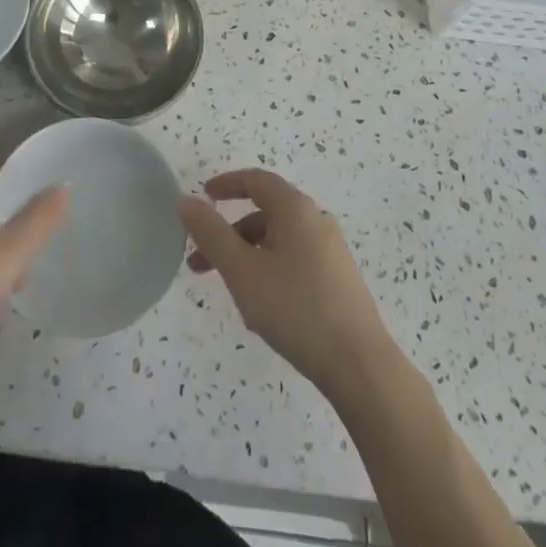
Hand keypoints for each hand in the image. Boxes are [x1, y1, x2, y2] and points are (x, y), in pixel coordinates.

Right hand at [179, 169, 395, 400]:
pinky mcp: (338, 281)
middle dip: (229, 233)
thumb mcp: (242, 271)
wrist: (359, 366)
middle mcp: (316, 221)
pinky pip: (294, 261)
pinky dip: (268, 270)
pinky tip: (260, 307)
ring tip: (227, 290)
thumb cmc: (295, 308)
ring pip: (279, 241)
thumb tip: (186, 200)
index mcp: (296, 209)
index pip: (257, 181)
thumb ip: (211, 233)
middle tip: (201, 260)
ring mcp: (331, 252)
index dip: (227, 184)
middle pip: (266, 213)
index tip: (203, 196)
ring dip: (247, 255)